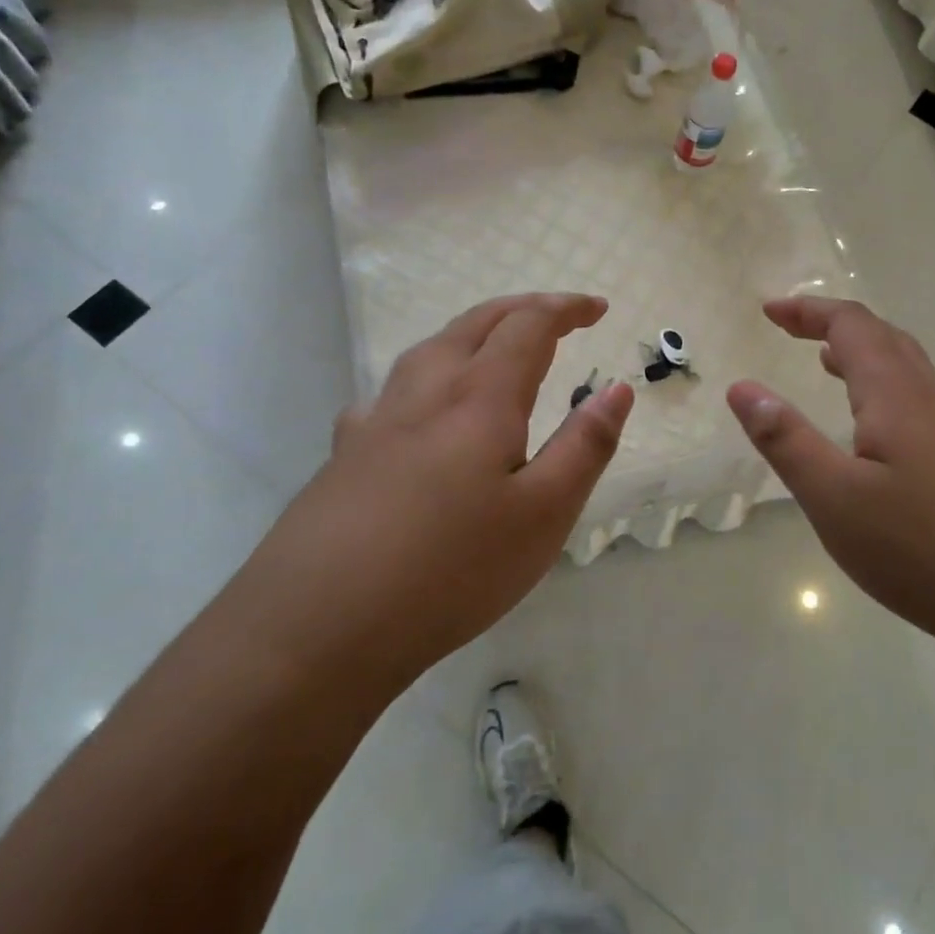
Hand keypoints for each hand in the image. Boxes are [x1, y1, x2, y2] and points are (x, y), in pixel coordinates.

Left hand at [240, 293, 632, 689]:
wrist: (317, 626)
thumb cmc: (451, 570)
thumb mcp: (544, 514)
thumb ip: (585, 446)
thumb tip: (617, 388)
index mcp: (480, 397)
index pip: (528, 326)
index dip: (566, 308)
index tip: (597, 307)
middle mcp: (426, 391)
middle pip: (476, 323)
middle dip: (522, 308)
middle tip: (558, 315)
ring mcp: (377, 420)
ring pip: (430, 348)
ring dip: (473, 332)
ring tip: (495, 348)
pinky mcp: (345, 454)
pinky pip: (390, 393)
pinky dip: (423, 379)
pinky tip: (416, 412)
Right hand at [727, 297, 934, 654]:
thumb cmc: (925, 549)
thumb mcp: (835, 499)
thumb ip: (785, 441)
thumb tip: (742, 387)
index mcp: (896, 396)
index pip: (851, 326)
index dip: (808, 311)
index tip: (769, 311)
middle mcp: (934, 399)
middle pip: (884, 337)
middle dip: (834, 324)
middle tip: (792, 329)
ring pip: (909, 370)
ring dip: (864, 355)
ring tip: (827, 366)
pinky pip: (923, 402)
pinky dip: (886, 390)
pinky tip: (879, 433)